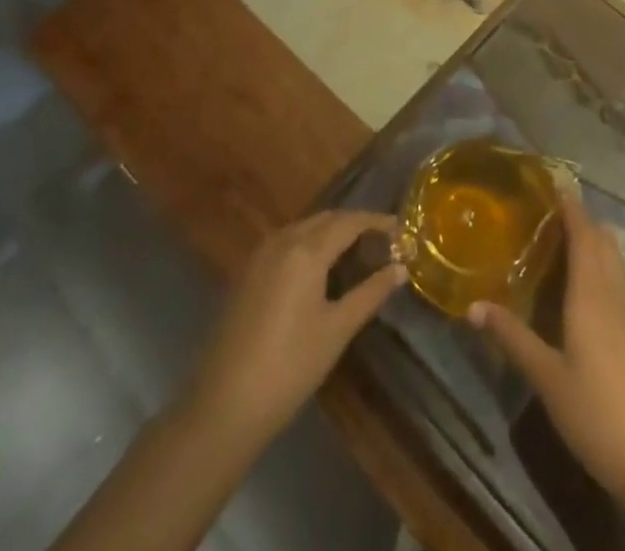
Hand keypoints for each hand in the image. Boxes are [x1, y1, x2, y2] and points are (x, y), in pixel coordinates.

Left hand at [186, 210, 405, 450]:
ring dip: (330, 232)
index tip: (400, 229)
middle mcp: (282, 241)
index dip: (376, 221)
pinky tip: (319, 270)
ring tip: (355, 252)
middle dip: (354, 224)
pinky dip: (308, 244)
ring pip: (303, 228)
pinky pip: (285, 243)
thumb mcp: (337, 330)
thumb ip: (371, 293)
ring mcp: (259, 256)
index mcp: (306, 250)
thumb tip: (401, 268)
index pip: (349, 222)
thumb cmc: (290, 366)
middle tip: (381, 241)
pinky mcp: (246, 275)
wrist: (223, 406)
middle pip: (325, 219)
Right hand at [471, 192, 624, 518]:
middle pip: (602, 239)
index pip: (583, 232)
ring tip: (561, 241)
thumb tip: (471, 306)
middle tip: (547, 210)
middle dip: (580, 218)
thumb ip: (512, 338)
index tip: (552, 179)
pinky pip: (621, 282)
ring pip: (615, 260)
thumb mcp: (547, 378)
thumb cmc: (598, 414)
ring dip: (593, 242)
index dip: (569, 203)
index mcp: (592, 293)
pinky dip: (602, 268)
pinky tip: (585, 289)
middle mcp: (616, 292)